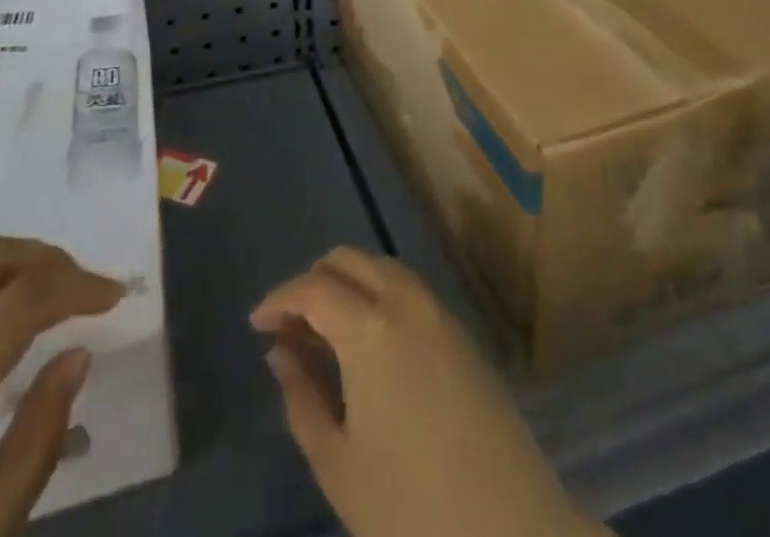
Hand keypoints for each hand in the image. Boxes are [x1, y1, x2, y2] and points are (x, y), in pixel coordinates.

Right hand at [252, 248, 604, 536]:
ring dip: (348, 284)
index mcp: (369, 327)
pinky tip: (369, 343)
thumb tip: (283, 353)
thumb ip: (303, 399)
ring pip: (382, 269)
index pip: (313, 288)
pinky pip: (409, 291)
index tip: (257, 324)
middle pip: (349, 261)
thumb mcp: (339, 465)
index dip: (279, 299)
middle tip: (290, 327)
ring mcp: (440, 313)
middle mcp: (405, 302)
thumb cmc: (412, 511)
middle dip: (312, 282)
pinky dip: (378, 296)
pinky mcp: (464, 334)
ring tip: (325, 332)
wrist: (513, 534)